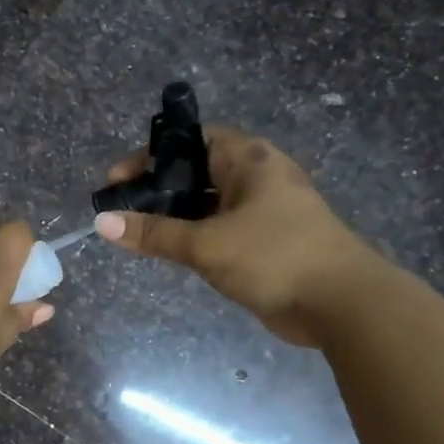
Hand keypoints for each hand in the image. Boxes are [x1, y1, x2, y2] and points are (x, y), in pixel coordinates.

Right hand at [94, 127, 389, 346]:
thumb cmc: (274, 257)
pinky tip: (172, 252)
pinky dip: (196, 236)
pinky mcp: (268, 241)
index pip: (191, 140)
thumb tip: (103, 222)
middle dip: (158, 189)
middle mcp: (258, 177)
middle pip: (197, 172)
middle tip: (123, 210)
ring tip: (139, 233)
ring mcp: (265, 210)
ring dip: (176, 216)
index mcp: (249, 159)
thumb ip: (154, 233)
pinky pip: (221, 228)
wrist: (341, 303)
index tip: (118, 182)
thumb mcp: (206, 244)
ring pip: (209, 204)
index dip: (151, 155)